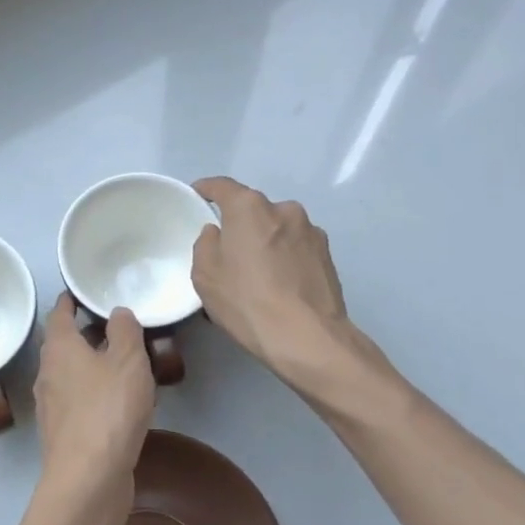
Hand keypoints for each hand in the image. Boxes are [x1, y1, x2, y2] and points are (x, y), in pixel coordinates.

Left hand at [33, 294, 154, 501]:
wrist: (88, 479)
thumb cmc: (108, 409)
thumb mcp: (128, 361)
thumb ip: (125, 331)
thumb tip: (117, 312)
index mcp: (59, 349)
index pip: (59, 315)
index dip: (69, 301)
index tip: (80, 292)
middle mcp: (48, 373)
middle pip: (63, 345)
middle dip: (84, 335)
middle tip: (112, 327)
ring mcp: (52, 406)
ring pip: (70, 375)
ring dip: (91, 366)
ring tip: (121, 363)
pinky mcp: (62, 434)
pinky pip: (78, 402)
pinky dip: (94, 394)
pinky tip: (118, 403)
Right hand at [192, 176, 405, 418]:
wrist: (307, 338)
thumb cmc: (246, 301)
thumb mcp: (205, 274)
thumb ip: (206, 243)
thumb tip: (218, 234)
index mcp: (249, 207)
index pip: (221, 186)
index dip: (205, 190)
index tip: (196, 198)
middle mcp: (283, 209)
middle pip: (253, 210)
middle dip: (240, 225)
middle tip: (228, 252)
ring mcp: (311, 231)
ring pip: (277, 230)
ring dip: (266, 242)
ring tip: (258, 275)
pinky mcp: (328, 255)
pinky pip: (296, 248)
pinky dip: (285, 259)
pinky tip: (281, 286)